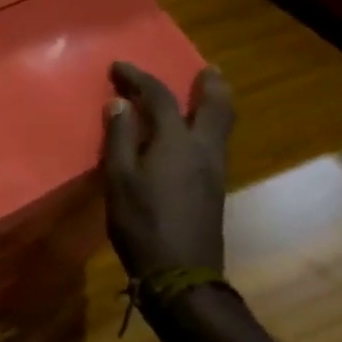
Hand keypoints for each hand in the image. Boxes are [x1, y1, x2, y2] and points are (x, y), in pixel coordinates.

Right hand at [102, 62, 235, 280]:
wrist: (181, 275)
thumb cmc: (142, 223)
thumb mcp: (119, 179)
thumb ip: (120, 138)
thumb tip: (119, 104)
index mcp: (176, 142)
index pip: (160, 97)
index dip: (139, 78)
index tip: (118, 67)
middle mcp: (203, 150)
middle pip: (216, 107)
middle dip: (210, 85)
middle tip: (206, 69)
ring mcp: (214, 171)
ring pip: (222, 126)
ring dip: (214, 104)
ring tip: (204, 93)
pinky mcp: (214, 189)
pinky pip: (215, 143)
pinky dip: (208, 126)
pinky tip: (193, 134)